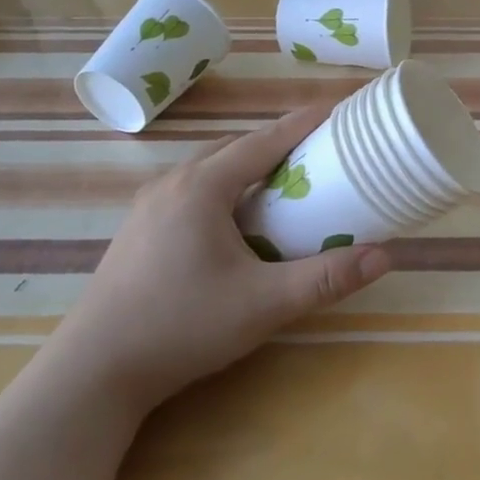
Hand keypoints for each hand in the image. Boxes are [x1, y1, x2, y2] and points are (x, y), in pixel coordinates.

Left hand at [50, 106, 391, 409]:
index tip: (339, 108)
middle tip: (321, 151)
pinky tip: (236, 218)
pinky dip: (225, 187)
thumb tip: (384, 256)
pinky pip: (192, 189)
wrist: (94, 370)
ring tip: (285, 181)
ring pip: (211, 168)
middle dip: (280, 143)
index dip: (305, 122)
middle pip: (236, 147)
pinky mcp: (139, 228)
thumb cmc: (183, 326)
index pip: (265, 139)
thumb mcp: (264, 304)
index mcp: (203, 186)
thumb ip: (325, 278)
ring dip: (249, 166)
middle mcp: (174, 182)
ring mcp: (149, 205)